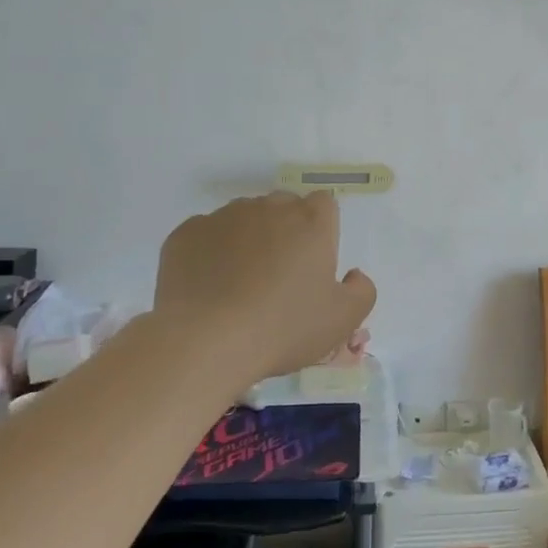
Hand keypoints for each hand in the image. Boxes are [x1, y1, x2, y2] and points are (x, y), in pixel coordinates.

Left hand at [153, 192, 376, 386]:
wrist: (205, 341)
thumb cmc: (282, 328)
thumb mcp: (342, 320)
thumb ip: (361, 291)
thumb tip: (353, 274)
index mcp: (310, 221)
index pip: (323, 205)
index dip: (321, 230)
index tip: (313, 263)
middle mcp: (268, 207)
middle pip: (283, 208)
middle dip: (284, 232)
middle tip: (279, 277)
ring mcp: (224, 216)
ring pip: (243, 219)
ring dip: (247, 240)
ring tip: (239, 285)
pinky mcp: (187, 233)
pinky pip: (206, 235)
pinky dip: (210, 254)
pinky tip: (209, 288)